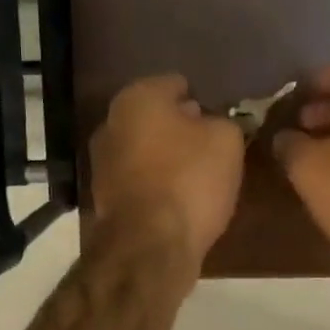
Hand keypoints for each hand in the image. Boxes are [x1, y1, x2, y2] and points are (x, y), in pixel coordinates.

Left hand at [90, 74, 244, 272]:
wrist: (150, 246)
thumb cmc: (190, 179)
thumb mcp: (227, 140)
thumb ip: (222, 121)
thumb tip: (212, 124)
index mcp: (137, 97)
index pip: (175, 83)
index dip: (201, 98)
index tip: (220, 117)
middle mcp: (111, 123)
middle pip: (155, 117)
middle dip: (180, 127)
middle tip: (211, 144)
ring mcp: (102, 163)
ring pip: (145, 150)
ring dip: (167, 157)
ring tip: (199, 175)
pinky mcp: (104, 198)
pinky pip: (140, 180)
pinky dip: (157, 184)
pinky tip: (179, 198)